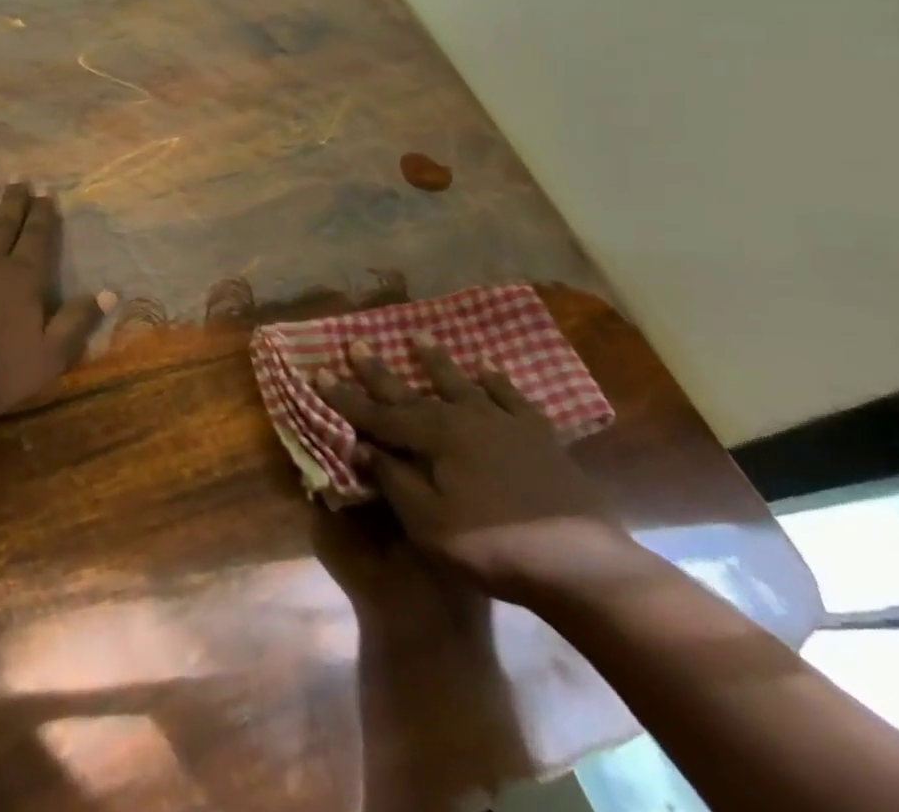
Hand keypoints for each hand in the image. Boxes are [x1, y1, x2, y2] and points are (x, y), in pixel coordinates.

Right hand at [316, 338, 646, 605]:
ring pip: (461, 383)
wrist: (579, 562)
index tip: (318, 372)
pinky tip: (487, 368)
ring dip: (436, 362)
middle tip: (357, 342)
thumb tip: (360, 446)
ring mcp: (504, 422)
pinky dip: (497, 382)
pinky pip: (511, 397)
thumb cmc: (491, 545)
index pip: (378, 414)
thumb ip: (393, 479)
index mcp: (433, 437)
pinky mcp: (539, 435)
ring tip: (418, 336)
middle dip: (379, 371)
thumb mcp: (428, 521)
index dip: (345, 397)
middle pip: (413, 391)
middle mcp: (463, 417)